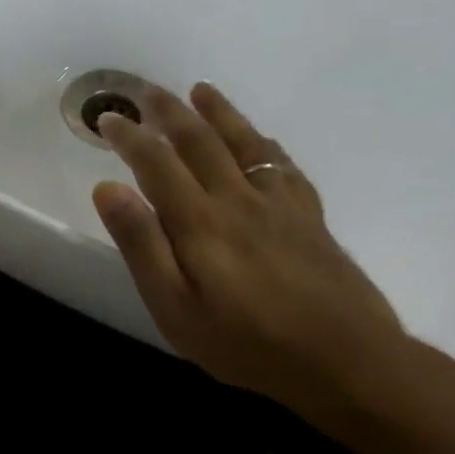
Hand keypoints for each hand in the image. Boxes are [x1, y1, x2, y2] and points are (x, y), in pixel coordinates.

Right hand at [91, 82, 406, 418]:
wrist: (347, 362)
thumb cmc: (245, 342)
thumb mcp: (174, 306)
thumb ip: (141, 244)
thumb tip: (107, 188)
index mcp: (200, 221)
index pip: (156, 163)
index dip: (129, 136)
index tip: (107, 118)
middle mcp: (239, 199)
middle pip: (200, 142)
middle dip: (169, 112)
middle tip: (146, 91)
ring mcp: (280, 205)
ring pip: (245, 143)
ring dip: (219, 113)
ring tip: (201, 90)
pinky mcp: (310, 218)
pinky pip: (284, 166)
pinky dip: (264, 144)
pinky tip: (259, 140)